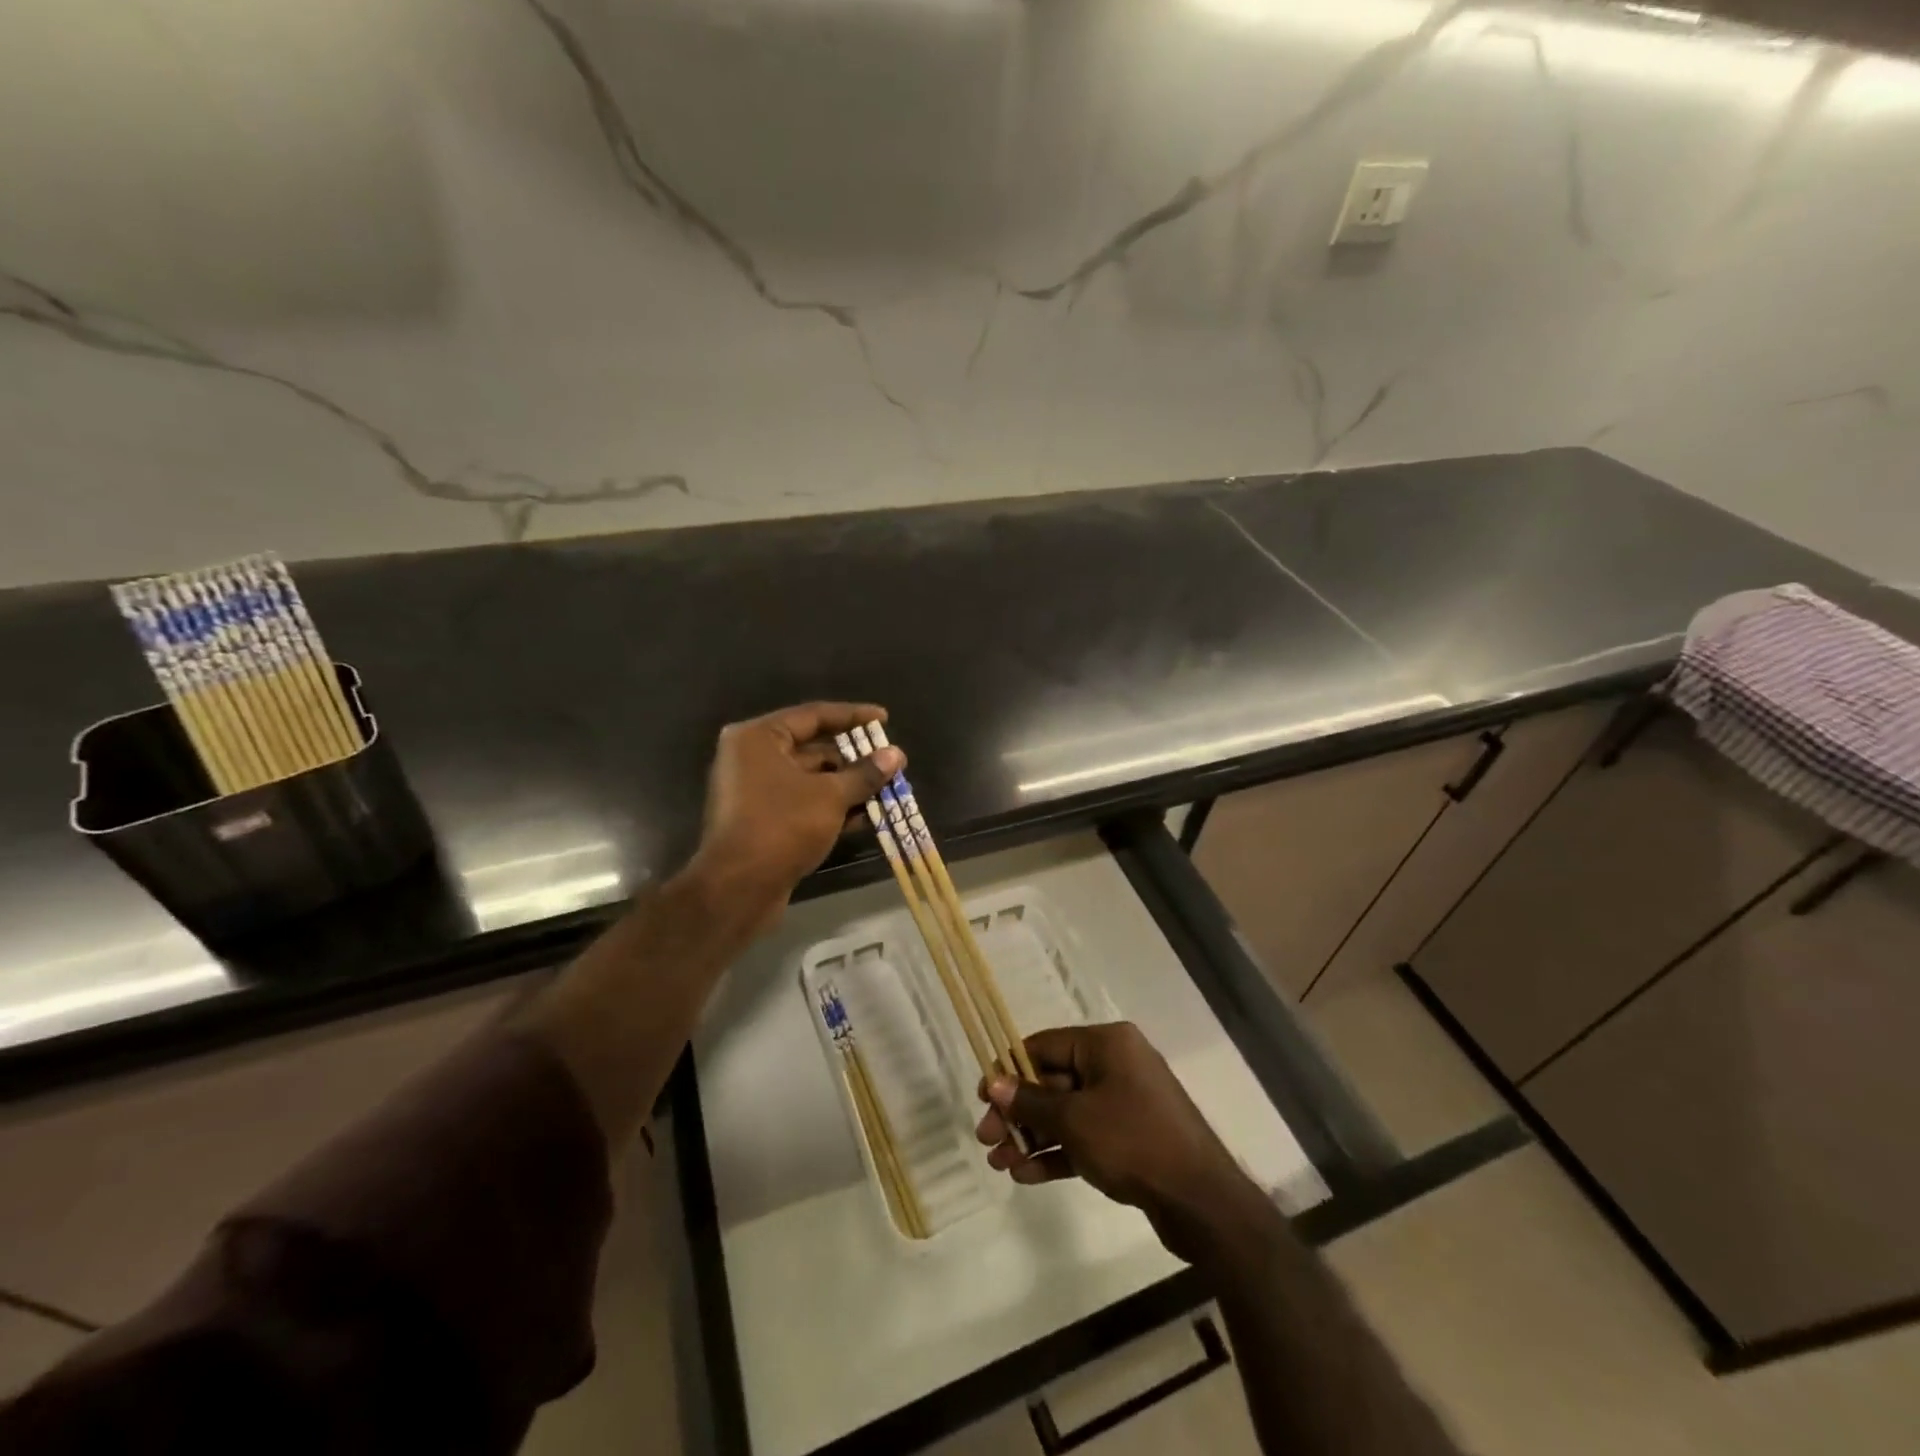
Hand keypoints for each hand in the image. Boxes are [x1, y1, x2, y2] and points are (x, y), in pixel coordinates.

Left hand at [687, 702, 902, 926]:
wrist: (738, 889)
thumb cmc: (782, 826)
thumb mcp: (830, 796)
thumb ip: (864, 773)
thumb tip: (896, 755)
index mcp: (758, 738)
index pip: (813, 715)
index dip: (853, 716)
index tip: (884, 719)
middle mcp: (752, 758)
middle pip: (812, 748)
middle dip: (854, 757)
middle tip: (890, 760)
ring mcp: (755, 791)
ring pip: (811, 779)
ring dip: (848, 785)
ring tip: (887, 788)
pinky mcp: (762, 820)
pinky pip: (803, 803)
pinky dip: (831, 806)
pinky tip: (866, 816)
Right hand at [975, 1022, 1274, 1264]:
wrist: (1202, 1202)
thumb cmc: (1134, 1142)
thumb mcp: (1075, 1120)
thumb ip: (1031, 1101)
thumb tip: (995, 1083)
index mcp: (1107, 1044)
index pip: (1045, 1046)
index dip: (1010, 1070)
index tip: (982, 1097)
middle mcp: (1116, 1065)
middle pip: (1053, 1081)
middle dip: (1018, 1111)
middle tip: (986, 1139)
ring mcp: (1125, 1102)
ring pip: (1066, 1112)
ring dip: (1032, 1136)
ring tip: (999, 1163)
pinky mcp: (1130, 1138)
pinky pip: (1084, 1136)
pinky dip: (1057, 1152)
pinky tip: (1026, 1176)